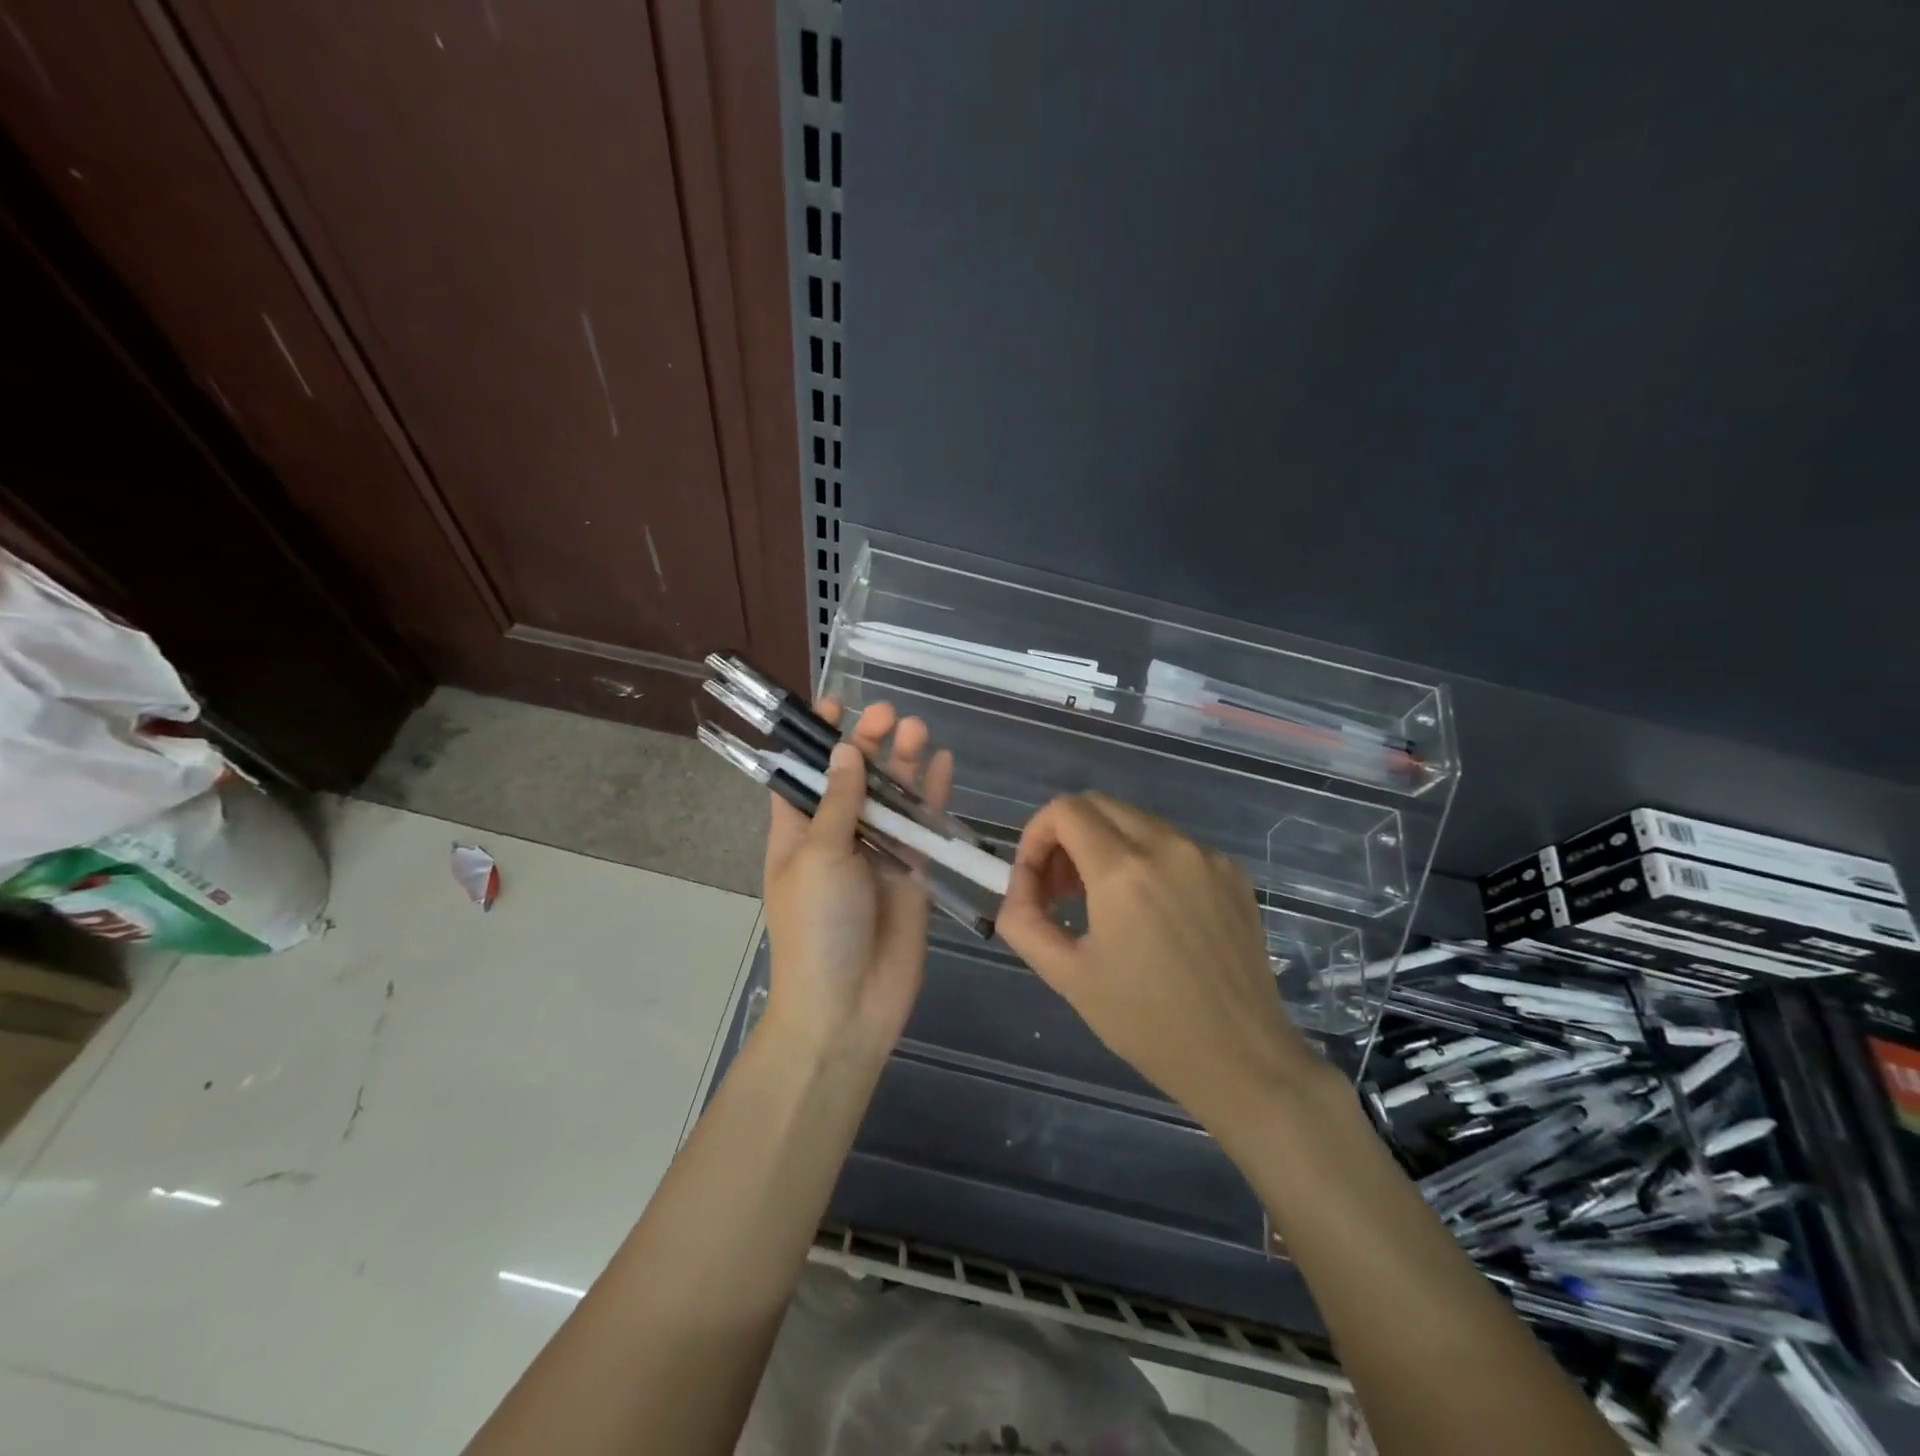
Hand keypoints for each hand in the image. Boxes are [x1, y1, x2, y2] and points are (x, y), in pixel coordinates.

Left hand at [762, 701, 951, 1064]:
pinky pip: (923, 826)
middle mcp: (836, 836)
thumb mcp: (820, 856)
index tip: (834, 704)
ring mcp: (877, 853)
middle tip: (889, 714)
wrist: (849, 1007)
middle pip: (854, 779)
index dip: (815, 739)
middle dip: (868, 743)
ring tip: (918, 729)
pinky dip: (932, 797)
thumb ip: (841, 802)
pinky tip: (943, 765)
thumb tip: (848, 750)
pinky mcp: (912, 871)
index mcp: (797, 831)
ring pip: (892, 797)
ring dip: (903, 763)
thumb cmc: (818, 927)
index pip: (802, 773)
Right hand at [996, 793, 1326, 1130]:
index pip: (1065, 811)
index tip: (1034, 882)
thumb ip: (1024, 920)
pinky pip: (1173, 845)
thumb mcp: (1067, 975)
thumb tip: (1019, 888)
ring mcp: (1206, 856)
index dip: (1035, 836)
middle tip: (1060, 891)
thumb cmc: (1147, 1023)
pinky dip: (1145, 860)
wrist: (1242, 1059)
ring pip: (1137, 822)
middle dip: (1066, 838)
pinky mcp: (1233, 873)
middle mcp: (1168, 847)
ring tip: (1101, 904)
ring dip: (1105, 847)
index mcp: (1124, 871)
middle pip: (1099, 805)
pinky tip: (1150, 914)